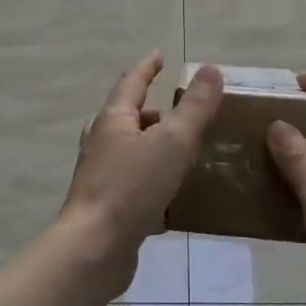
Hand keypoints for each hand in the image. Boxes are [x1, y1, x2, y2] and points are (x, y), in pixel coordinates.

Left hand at [60, 54, 223, 291]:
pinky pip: (134, 184)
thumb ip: (195, 108)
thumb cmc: (132, 187)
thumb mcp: (172, 142)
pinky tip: (175, 196)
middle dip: (154, 111)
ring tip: (185, 153)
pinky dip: (154, 181)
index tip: (161, 56)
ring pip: (131, 152)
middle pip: (128, 117)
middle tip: (183, 112)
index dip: (148, 68)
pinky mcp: (107, 207)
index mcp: (113, 120)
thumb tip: (211, 69)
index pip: (132, 82)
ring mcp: (101, 176)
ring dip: (154, 147)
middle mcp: (102, 143)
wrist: (95, 249)